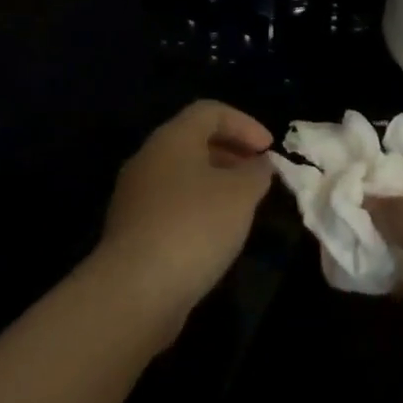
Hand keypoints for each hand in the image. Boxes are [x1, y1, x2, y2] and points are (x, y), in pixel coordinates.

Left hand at [93, 100, 274, 330]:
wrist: (134, 290)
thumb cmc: (193, 226)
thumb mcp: (240, 195)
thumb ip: (256, 173)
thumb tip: (259, 165)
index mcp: (172, 137)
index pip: (210, 111)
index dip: (244, 124)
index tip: (270, 150)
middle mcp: (149, 157)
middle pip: (193, 140)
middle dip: (231, 152)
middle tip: (259, 175)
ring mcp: (136, 194)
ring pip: (182, 174)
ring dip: (215, 182)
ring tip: (243, 206)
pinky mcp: (132, 229)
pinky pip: (171, 204)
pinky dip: (197, 207)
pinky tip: (215, 235)